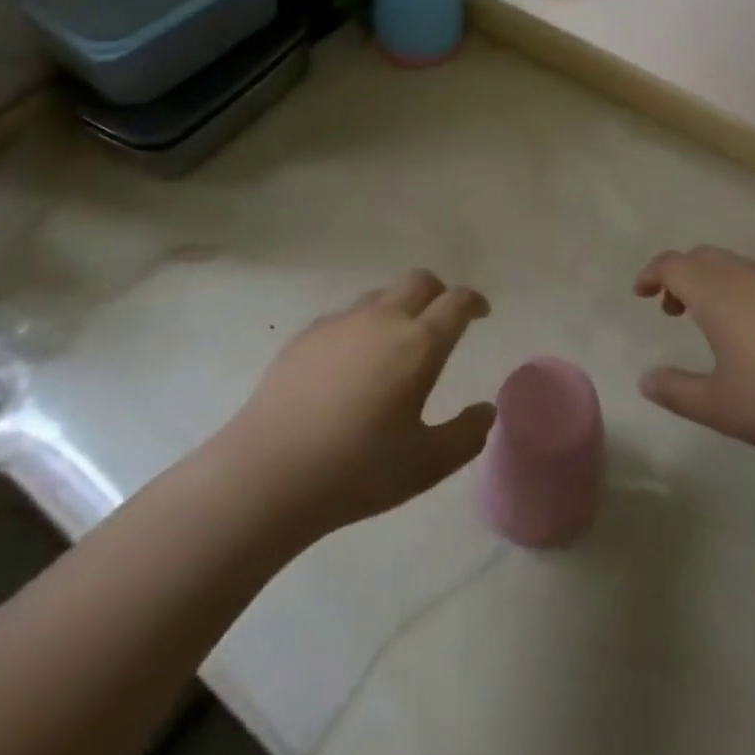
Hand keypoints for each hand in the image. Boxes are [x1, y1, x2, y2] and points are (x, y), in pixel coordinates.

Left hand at [227, 271, 496, 540]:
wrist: (267, 473)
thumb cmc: (357, 470)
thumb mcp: (426, 465)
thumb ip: (466, 436)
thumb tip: (487, 410)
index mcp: (419, 344)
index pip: (456, 302)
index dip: (474, 302)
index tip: (480, 313)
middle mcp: (382, 319)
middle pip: (419, 281)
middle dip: (438, 292)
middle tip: (442, 319)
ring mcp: (340, 323)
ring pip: (380, 295)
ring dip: (398, 307)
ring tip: (395, 343)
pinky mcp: (306, 335)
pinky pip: (344, 317)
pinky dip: (360, 327)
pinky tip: (349, 364)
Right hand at [633, 246, 754, 464]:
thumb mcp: (719, 406)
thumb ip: (676, 391)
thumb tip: (645, 380)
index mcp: (715, 291)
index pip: (672, 264)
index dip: (651, 274)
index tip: (640, 293)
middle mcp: (745, 275)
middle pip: (702, 257)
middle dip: (680, 276)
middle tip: (672, 310)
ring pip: (734, 265)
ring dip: (711, 283)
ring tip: (711, 324)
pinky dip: (741, 291)